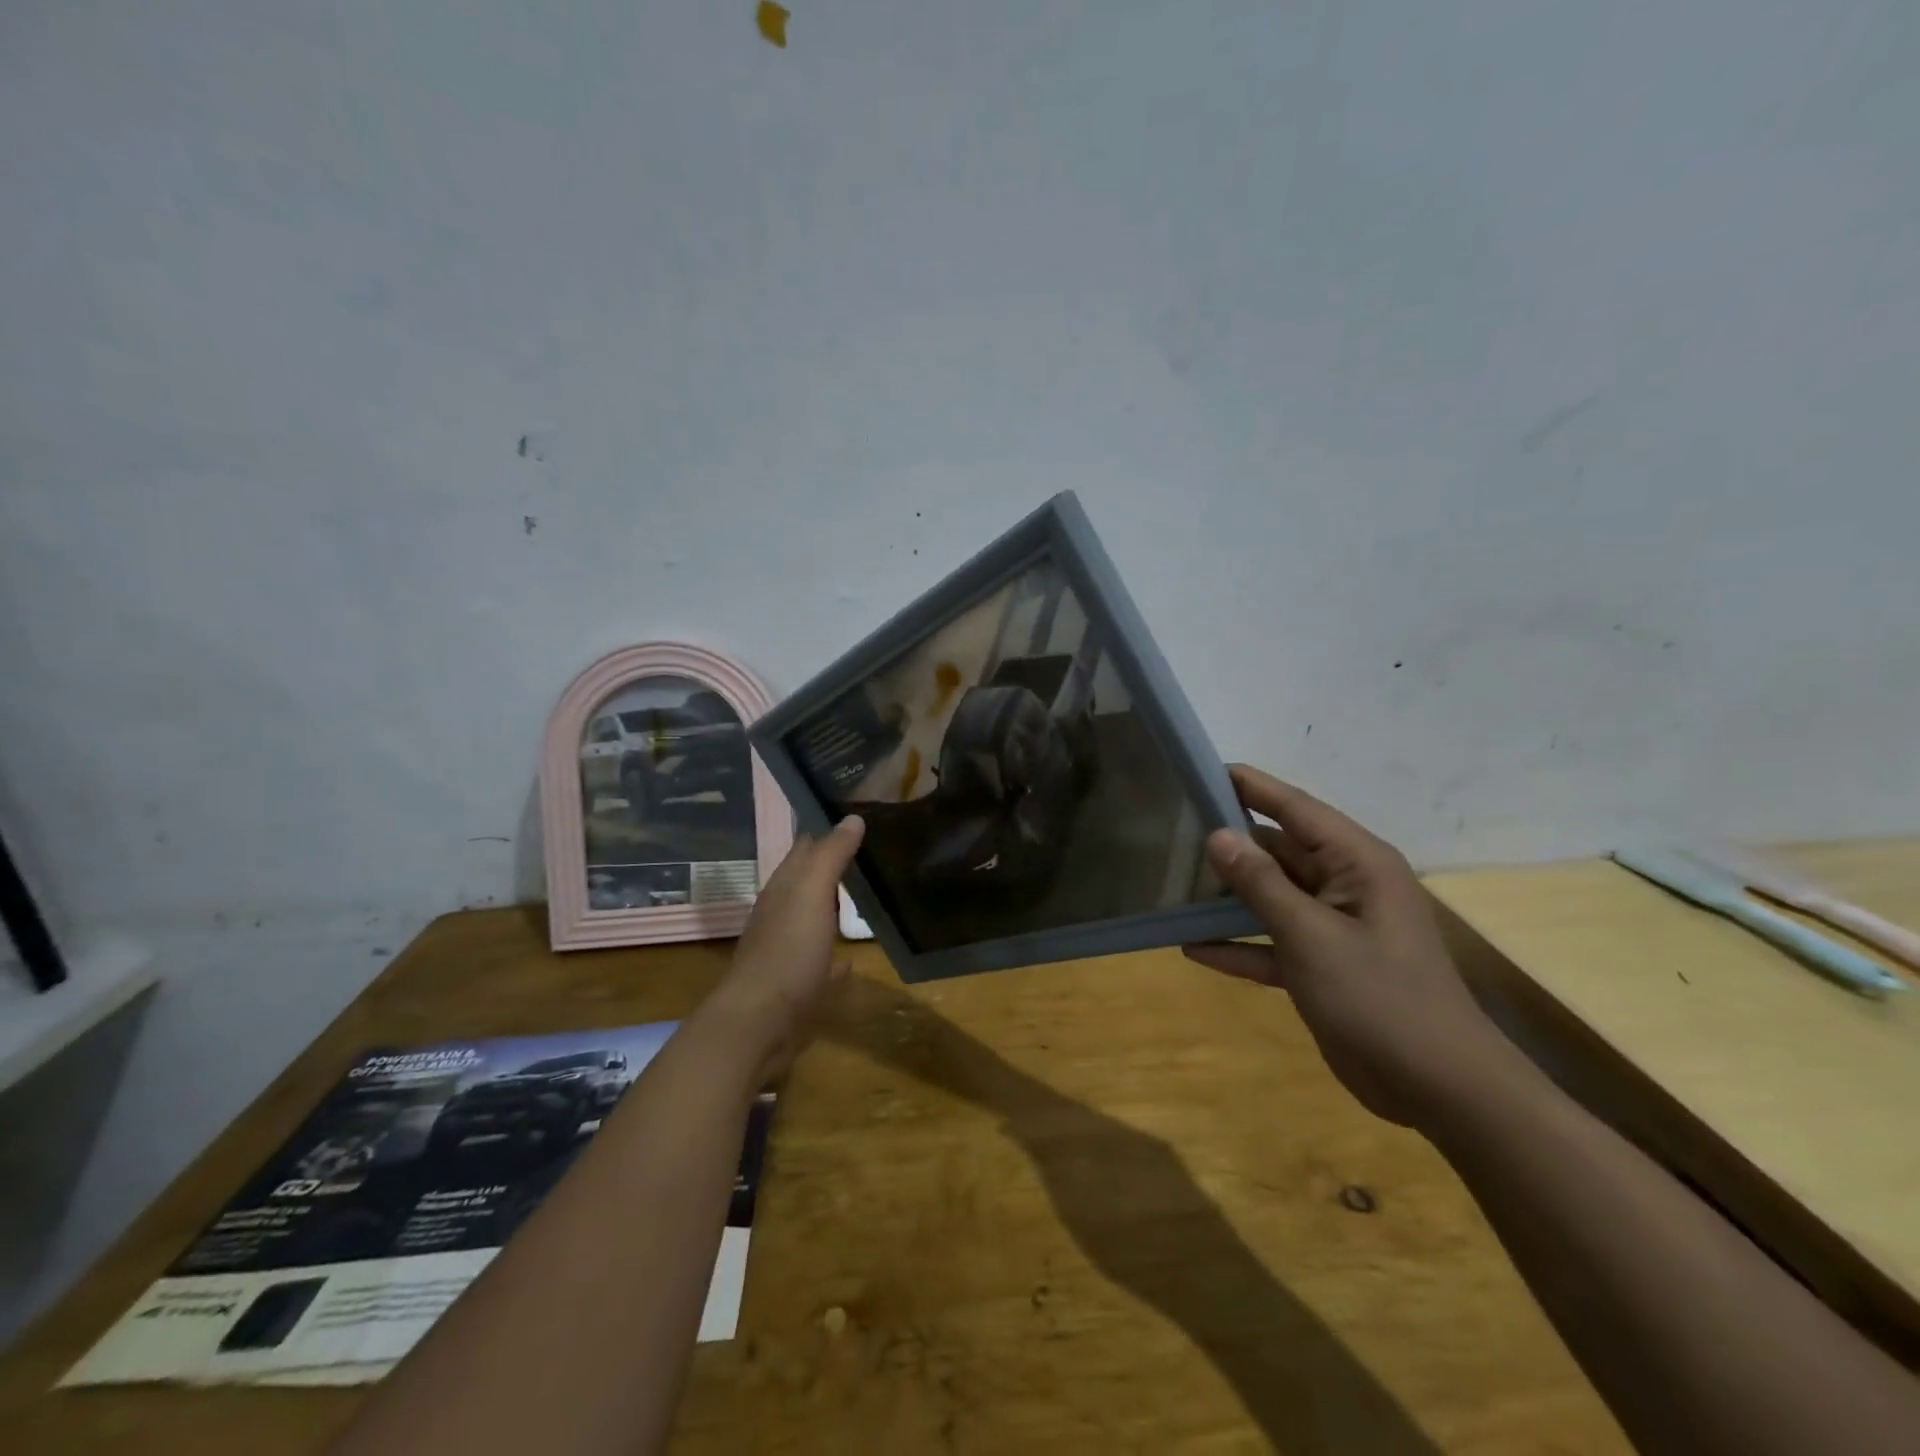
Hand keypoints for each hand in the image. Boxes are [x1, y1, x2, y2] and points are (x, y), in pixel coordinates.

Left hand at [701, 816, 865, 1079]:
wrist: (760, 1023)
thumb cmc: (788, 951)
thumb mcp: (812, 893)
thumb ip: (831, 855)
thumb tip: (852, 817)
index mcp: (783, 889)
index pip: (804, 847)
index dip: (827, 830)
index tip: (858, 816)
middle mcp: (781, 914)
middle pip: (807, 882)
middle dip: (832, 865)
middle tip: (870, 851)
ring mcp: (786, 951)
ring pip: (811, 919)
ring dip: (831, 907)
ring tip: (866, 897)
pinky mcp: (796, 986)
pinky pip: (819, 963)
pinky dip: (834, 956)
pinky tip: (851, 960)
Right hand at [1182, 766, 1515, 1129]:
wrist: (1440, 1089)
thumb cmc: (1379, 997)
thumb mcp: (1311, 935)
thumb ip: (1261, 883)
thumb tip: (1218, 835)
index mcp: (1357, 862)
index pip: (1295, 808)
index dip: (1250, 787)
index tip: (1201, 771)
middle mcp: (1346, 885)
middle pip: (1279, 851)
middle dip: (1230, 843)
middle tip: (1171, 831)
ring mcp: (1334, 927)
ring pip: (1272, 896)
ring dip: (1229, 895)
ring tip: (1173, 883)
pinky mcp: (1323, 966)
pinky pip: (1272, 943)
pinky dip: (1238, 946)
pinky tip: (1192, 949)